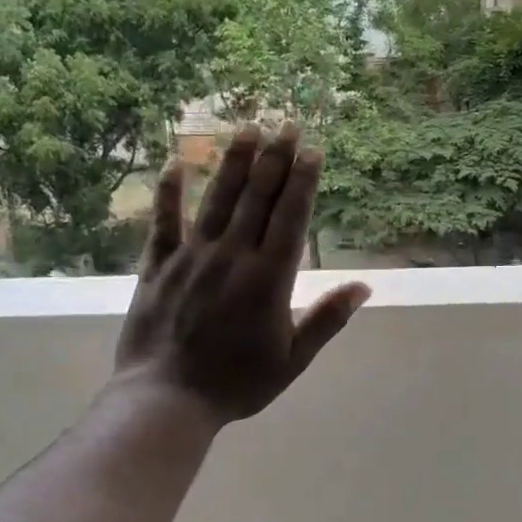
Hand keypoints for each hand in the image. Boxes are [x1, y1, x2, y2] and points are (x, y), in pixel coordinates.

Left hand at [115, 123, 369, 422]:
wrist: (168, 398)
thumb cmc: (238, 383)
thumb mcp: (293, 359)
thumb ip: (327, 319)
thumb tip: (364, 286)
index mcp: (269, 279)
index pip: (291, 218)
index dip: (303, 181)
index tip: (313, 150)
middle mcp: (233, 257)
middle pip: (258, 198)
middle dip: (276, 158)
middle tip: (287, 123)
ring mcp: (192, 257)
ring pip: (217, 200)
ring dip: (233, 162)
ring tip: (247, 128)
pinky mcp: (158, 266)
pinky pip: (163, 221)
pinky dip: (169, 192)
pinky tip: (175, 163)